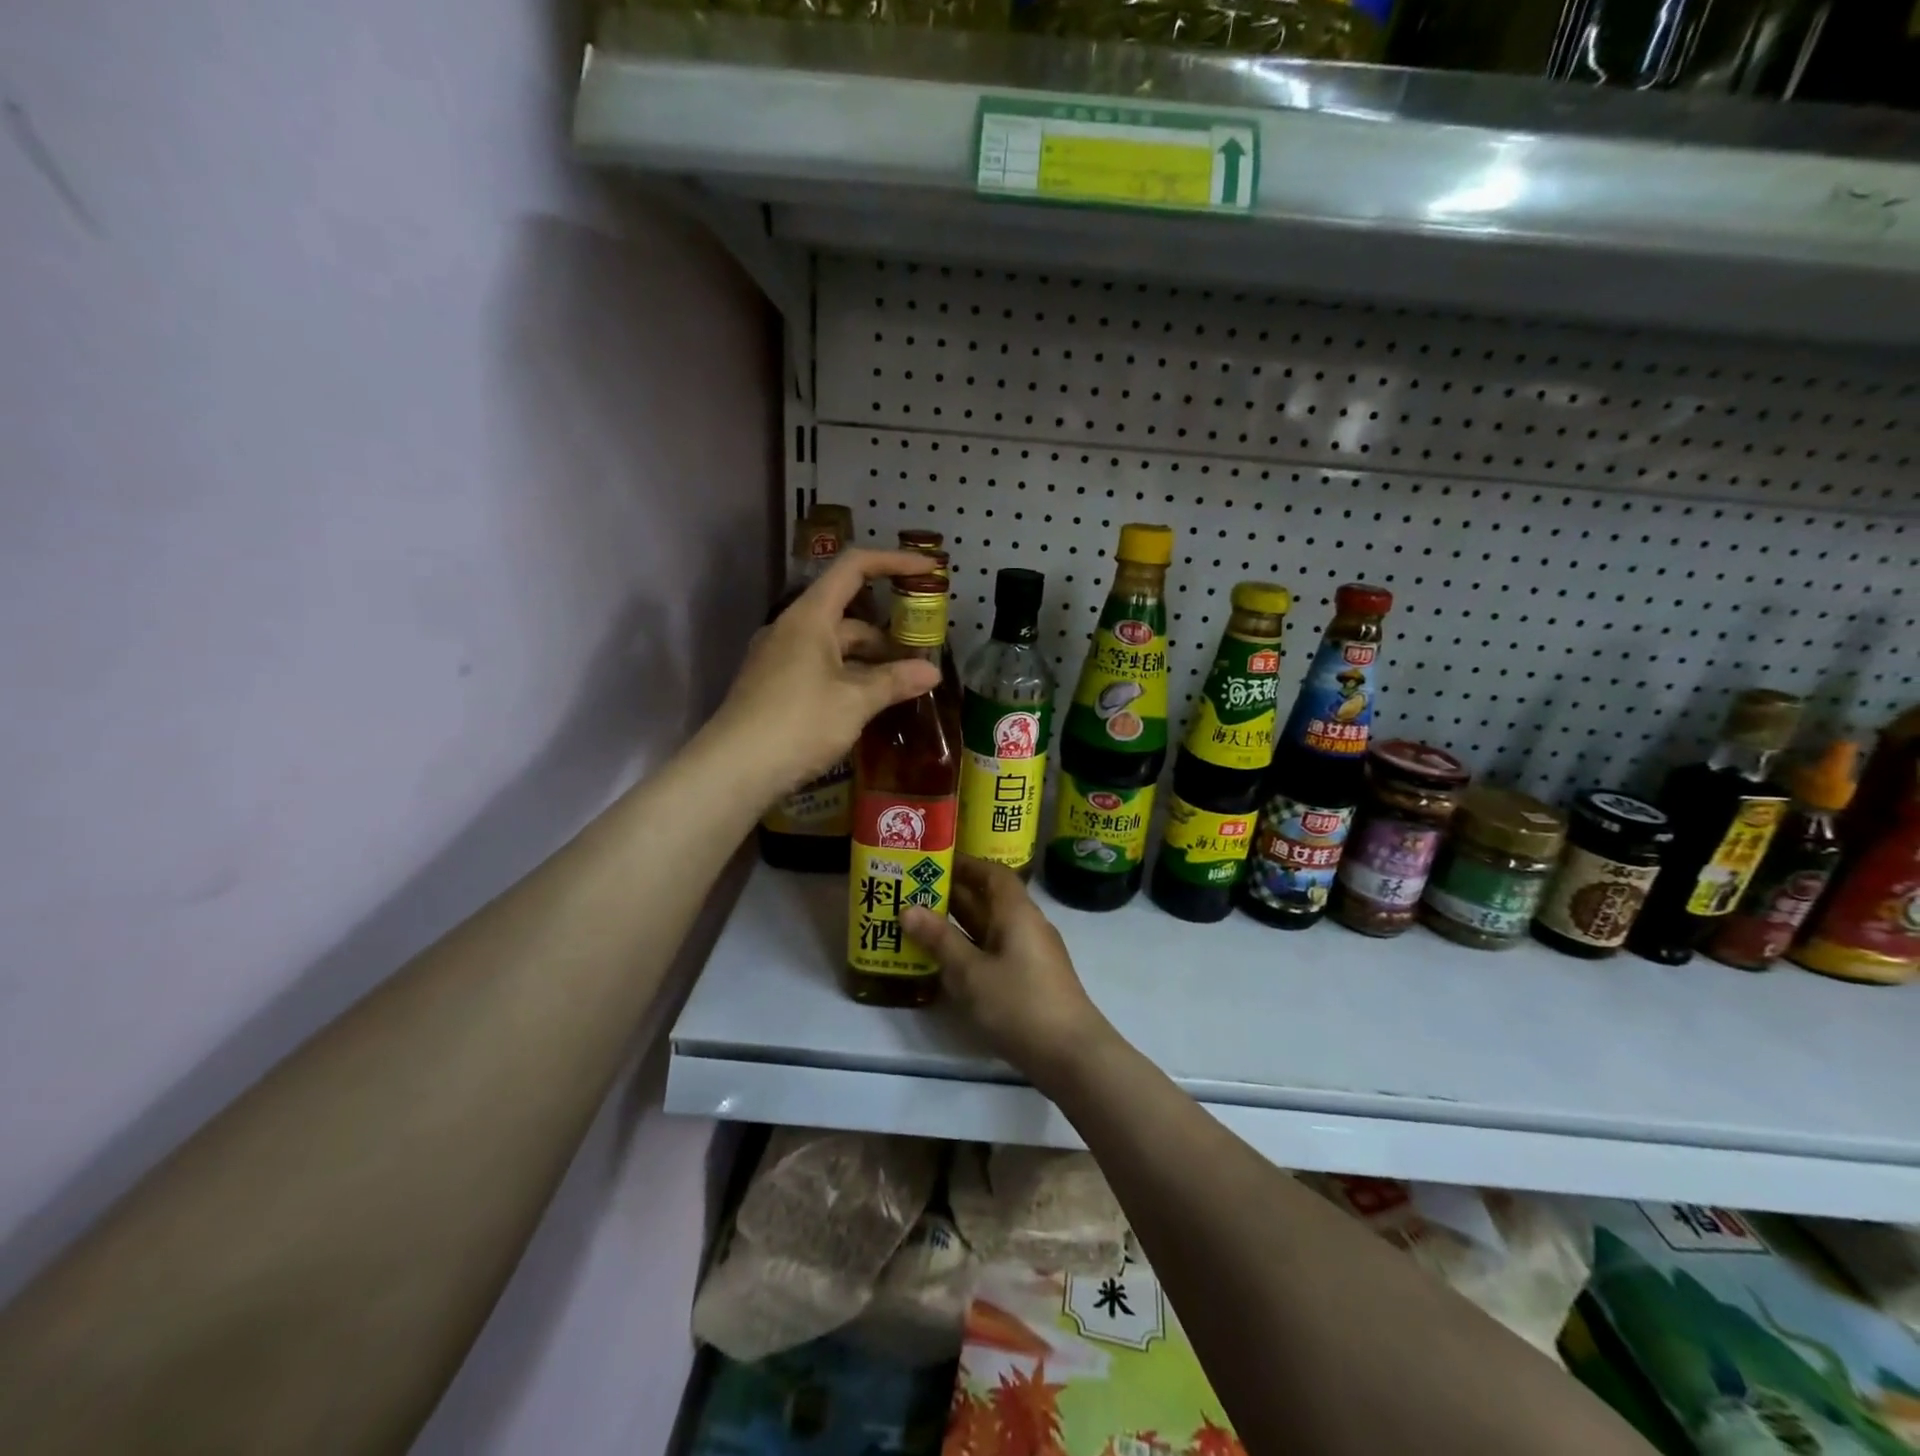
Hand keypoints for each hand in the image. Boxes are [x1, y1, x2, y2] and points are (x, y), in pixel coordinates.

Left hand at [709, 549, 942, 800]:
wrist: (733, 770)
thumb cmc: (798, 723)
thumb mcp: (854, 701)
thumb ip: (895, 681)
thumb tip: (932, 671)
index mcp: (810, 616)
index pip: (854, 568)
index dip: (893, 562)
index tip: (928, 570)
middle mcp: (792, 629)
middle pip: (848, 615)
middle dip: (887, 633)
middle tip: (922, 653)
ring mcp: (779, 658)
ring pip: (835, 647)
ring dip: (870, 661)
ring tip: (904, 685)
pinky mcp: (774, 687)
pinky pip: (820, 669)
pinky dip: (849, 678)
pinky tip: (869, 703)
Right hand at [901, 857, 1110, 1083]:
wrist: (1072, 1055)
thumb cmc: (1019, 1004)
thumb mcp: (971, 973)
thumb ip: (940, 940)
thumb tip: (908, 909)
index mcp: (1017, 912)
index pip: (992, 873)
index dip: (965, 865)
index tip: (933, 863)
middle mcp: (1027, 925)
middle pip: (990, 900)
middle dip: (954, 895)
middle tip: (913, 893)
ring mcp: (1032, 954)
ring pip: (991, 928)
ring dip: (960, 925)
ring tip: (920, 925)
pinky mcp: (1032, 980)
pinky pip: (996, 952)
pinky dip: (971, 950)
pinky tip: (947, 964)